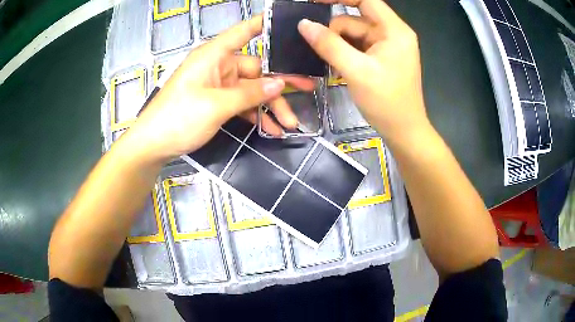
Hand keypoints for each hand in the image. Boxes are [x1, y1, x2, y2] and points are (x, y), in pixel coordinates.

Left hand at [123, 16, 313, 163]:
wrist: (153, 145)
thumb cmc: (178, 118)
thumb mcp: (216, 105)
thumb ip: (250, 93)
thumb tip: (280, 83)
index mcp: (214, 55)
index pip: (244, 32)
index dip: (265, 24)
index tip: (289, 25)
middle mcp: (218, 66)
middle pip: (256, 69)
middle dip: (279, 84)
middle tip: (308, 89)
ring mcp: (217, 85)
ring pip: (251, 90)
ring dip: (269, 106)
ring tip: (289, 124)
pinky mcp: (215, 102)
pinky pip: (241, 104)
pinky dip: (255, 115)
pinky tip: (271, 128)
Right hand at [298, 0, 427, 146]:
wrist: (404, 131)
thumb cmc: (387, 102)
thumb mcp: (356, 71)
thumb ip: (329, 45)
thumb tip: (303, 24)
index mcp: (394, 30)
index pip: (365, 0)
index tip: (313, 1)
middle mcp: (392, 33)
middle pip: (355, 19)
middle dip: (335, 31)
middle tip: (318, 49)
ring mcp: (386, 46)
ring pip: (353, 34)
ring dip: (337, 45)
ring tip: (330, 64)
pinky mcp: (381, 58)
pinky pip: (357, 47)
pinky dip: (344, 53)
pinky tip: (337, 66)